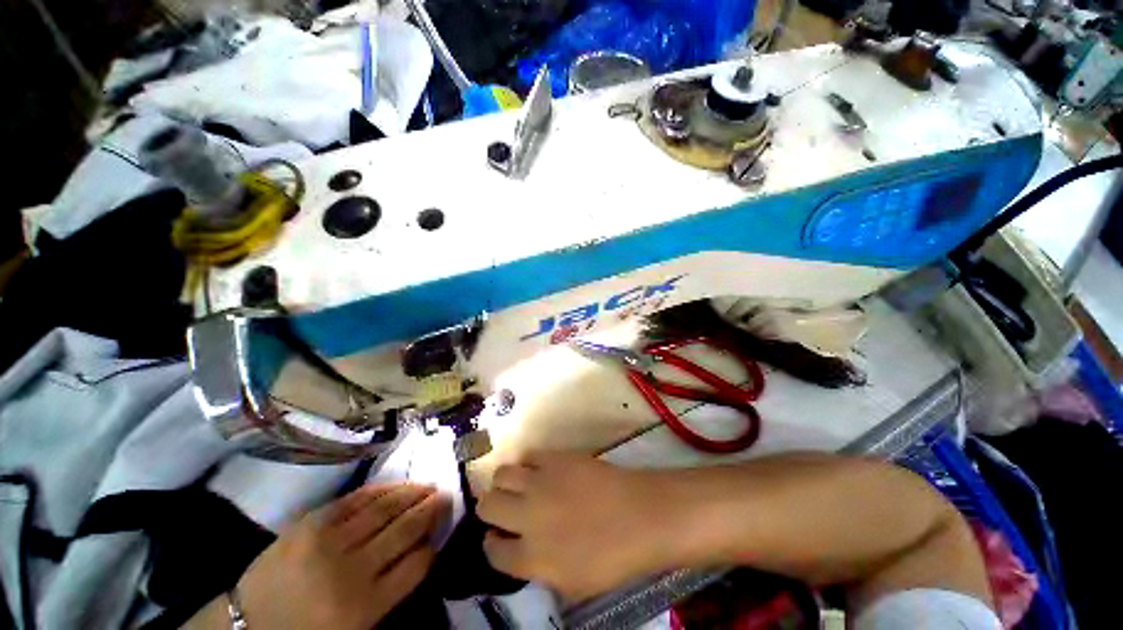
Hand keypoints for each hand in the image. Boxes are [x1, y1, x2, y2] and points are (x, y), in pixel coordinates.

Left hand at [235, 482, 450, 629]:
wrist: (248, 623)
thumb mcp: (356, 626)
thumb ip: (391, 591)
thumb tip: (422, 550)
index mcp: (365, 607)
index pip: (417, 565)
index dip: (433, 544)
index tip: (441, 530)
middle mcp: (352, 571)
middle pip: (405, 530)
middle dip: (431, 510)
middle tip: (447, 494)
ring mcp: (330, 542)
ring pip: (385, 508)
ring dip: (412, 493)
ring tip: (429, 485)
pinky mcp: (312, 522)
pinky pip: (357, 498)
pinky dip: (382, 489)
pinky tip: (398, 485)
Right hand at [477, 452, 672, 602]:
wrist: (639, 515)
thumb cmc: (613, 558)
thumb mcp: (572, 584)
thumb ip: (538, 569)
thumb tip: (521, 551)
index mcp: (531, 557)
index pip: (491, 551)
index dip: (492, 544)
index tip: (498, 537)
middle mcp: (527, 517)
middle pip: (487, 505)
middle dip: (490, 508)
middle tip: (504, 508)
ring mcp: (540, 482)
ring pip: (501, 475)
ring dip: (504, 483)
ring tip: (518, 486)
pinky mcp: (555, 458)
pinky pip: (527, 455)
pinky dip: (528, 463)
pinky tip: (539, 470)